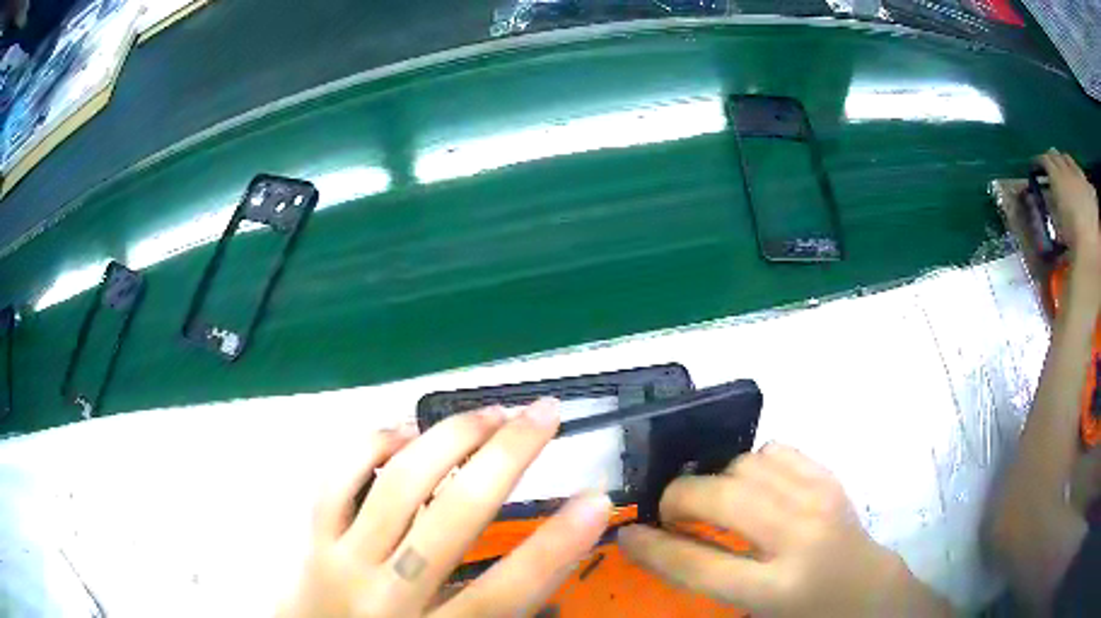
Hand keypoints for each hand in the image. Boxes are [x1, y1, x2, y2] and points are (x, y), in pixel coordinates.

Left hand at [280, 399, 611, 617]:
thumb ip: (504, 606)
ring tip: (490, 412)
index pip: (506, 590)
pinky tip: (406, 430)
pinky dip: (372, 444)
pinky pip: (337, 477)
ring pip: (397, 484)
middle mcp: (387, 593)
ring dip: (449, 437)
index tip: (597, 499)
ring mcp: (342, 558)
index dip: (557, 544)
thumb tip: (557, 554)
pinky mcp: (313, 536)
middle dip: (507, 456)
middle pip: (451, 518)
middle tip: (545, 415)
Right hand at [618, 444, 949, 616]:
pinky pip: (776, 450)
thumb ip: (709, 580)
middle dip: (679, 498)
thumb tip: (659, 546)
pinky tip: (752, 486)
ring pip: (745, 465)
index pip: (698, 565)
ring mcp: (818, 500)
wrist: (867, 589)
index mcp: (776, 589)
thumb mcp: (754, 611)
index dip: (652, 547)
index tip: (627, 534)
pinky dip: (751, 463)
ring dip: (717, 481)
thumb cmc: (805, 613)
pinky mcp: (830, 478)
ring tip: (715, 502)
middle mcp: (798, 538)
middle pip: (721, 498)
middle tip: (671, 513)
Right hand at [1038, 149, 1100, 267]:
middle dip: (1052, 158)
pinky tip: (1082, 188)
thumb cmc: (1071, 235)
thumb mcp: (1056, 221)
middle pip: (1057, 155)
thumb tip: (1046, 193)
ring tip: (1065, 173)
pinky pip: (1084, 178)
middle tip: (1049, 166)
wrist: (1090, 246)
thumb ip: (1050, 202)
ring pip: (1070, 161)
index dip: (1039, 162)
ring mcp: (1081, 177)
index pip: (1044, 160)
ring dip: (1066, 163)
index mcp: (1056, 176)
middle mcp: (1068, 170)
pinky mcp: (1090, 189)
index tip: (1036, 167)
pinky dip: (1081, 179)